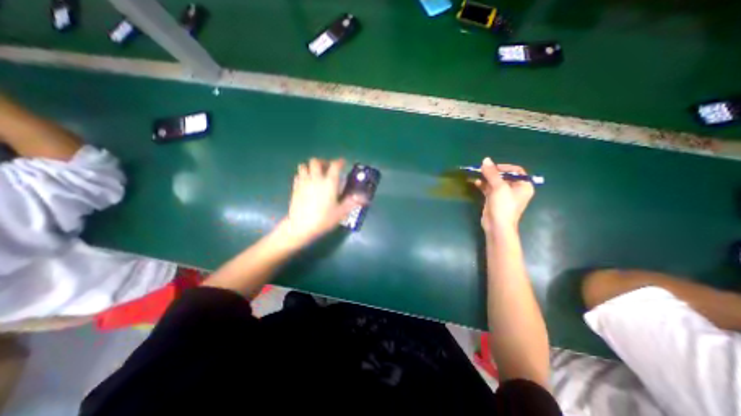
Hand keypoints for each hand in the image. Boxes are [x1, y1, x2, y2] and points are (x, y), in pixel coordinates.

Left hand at [279, 158, 363, 244]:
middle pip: (316, 161)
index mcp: (329, 183)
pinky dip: (303, 175)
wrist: (301, 226)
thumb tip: (364, 198)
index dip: (339, 162)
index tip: (342, 163)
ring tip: (316, 173)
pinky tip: (307, 182)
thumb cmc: (323, 219)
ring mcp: (303, 182)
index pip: (335, 165)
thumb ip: (352, 202)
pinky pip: (298, 175)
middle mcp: (316, 178)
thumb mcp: (341, 212)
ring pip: (304, 166)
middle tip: (328, 168)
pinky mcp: (295, 188)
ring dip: (311, 167)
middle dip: (323, 162)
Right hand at [478, 157, 536, 232]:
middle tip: (482, 170)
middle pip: (504, 176)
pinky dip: (483, 185)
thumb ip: (492, 173)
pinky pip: (489, 189)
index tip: (492, 167)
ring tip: (477, 174)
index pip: (516, 170)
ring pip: (495, 182)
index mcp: (523, 185)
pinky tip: (475, 182)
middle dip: (493, 172)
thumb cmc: (503, 205)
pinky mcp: (495, 200)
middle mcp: (515, 189)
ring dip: (486, 178)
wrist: (497, 225)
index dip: (504, 167)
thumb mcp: (499, 187)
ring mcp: (504, 195)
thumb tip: (485, 160)